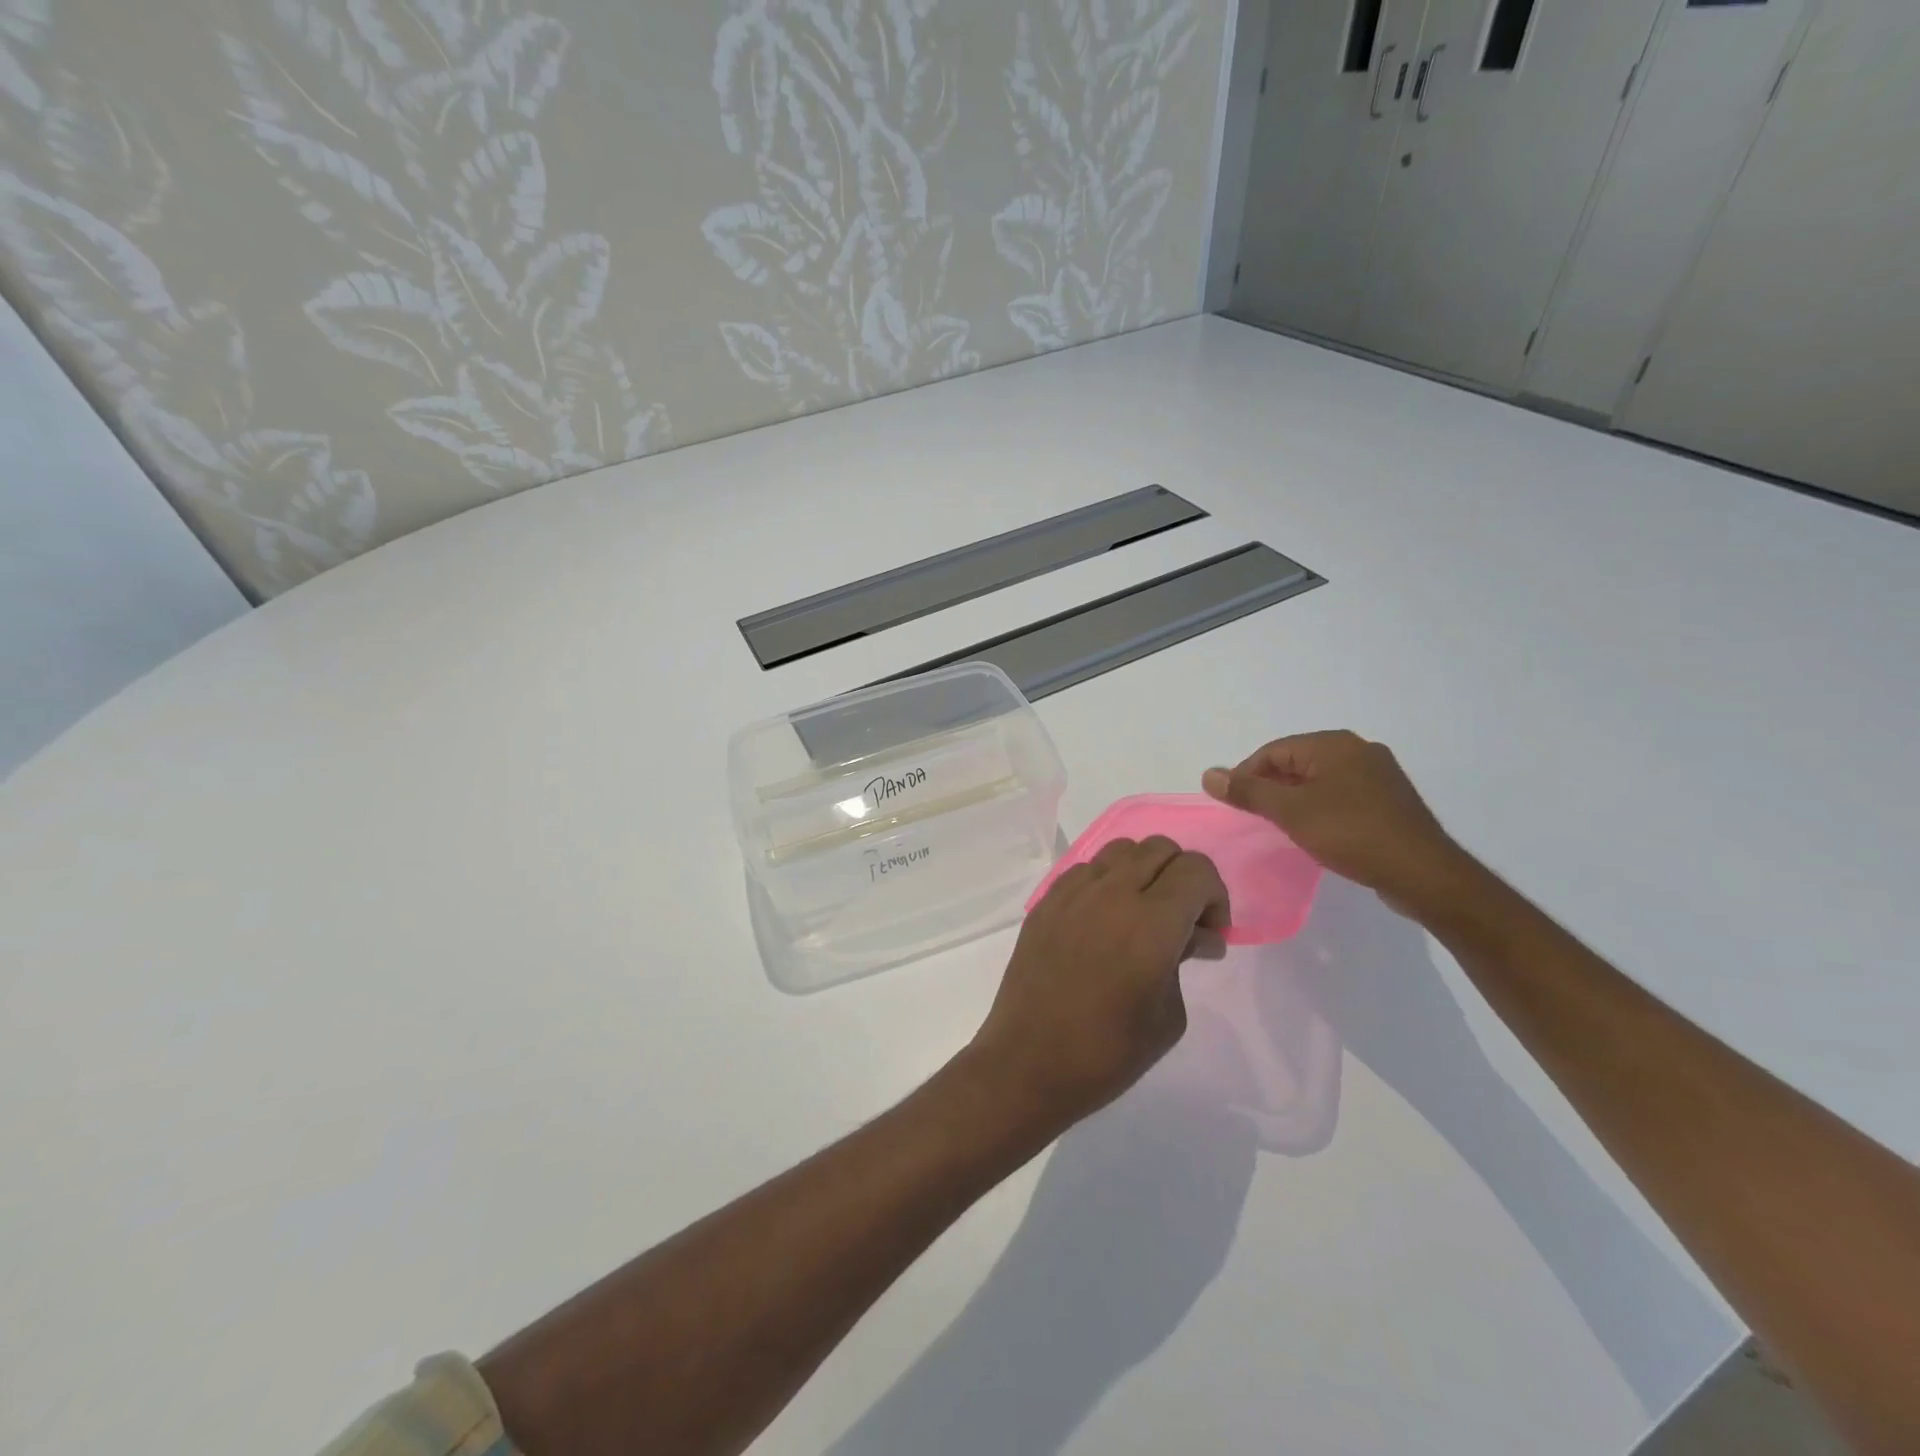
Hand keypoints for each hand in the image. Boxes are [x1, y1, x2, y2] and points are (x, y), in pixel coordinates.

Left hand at [970, 838, 1229, 1133]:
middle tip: (1182, 923)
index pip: (1196, 869)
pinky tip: (1103, 922)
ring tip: (1142, 916)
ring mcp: (1072, 893)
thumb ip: (1184, 959)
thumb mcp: (1169, 1015)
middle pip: (1161, 848)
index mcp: (1151, 921)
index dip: (1215, 897)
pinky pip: (1086, 870)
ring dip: (1144, 872)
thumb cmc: (1108, 1053)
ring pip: (1121, 850)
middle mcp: (1111, 893)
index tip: (1209, 935)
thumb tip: (1194, 936)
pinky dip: (1107, 883)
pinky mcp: (1045, 902)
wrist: (1028, 1063)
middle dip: (1183, 879)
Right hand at [1202, 730, 1470, 918]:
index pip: (1274, 751)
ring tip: (1280, 826)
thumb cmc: (1350, 833)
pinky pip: (1342, 795)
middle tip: (1253, 816)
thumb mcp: (1290, 812)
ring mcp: (1379, 775)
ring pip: (1320, 780)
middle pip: (1297, 762)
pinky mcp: (1390, 801)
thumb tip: (1208, 774)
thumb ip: (1248, 791)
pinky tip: (1315, 832)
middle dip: (1270, 786)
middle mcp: (1358, 750)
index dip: (1246, 774)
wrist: (1422, 873)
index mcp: (1334, 744)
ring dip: (1295, 799)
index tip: (1232, 803)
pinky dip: (1320, 808)